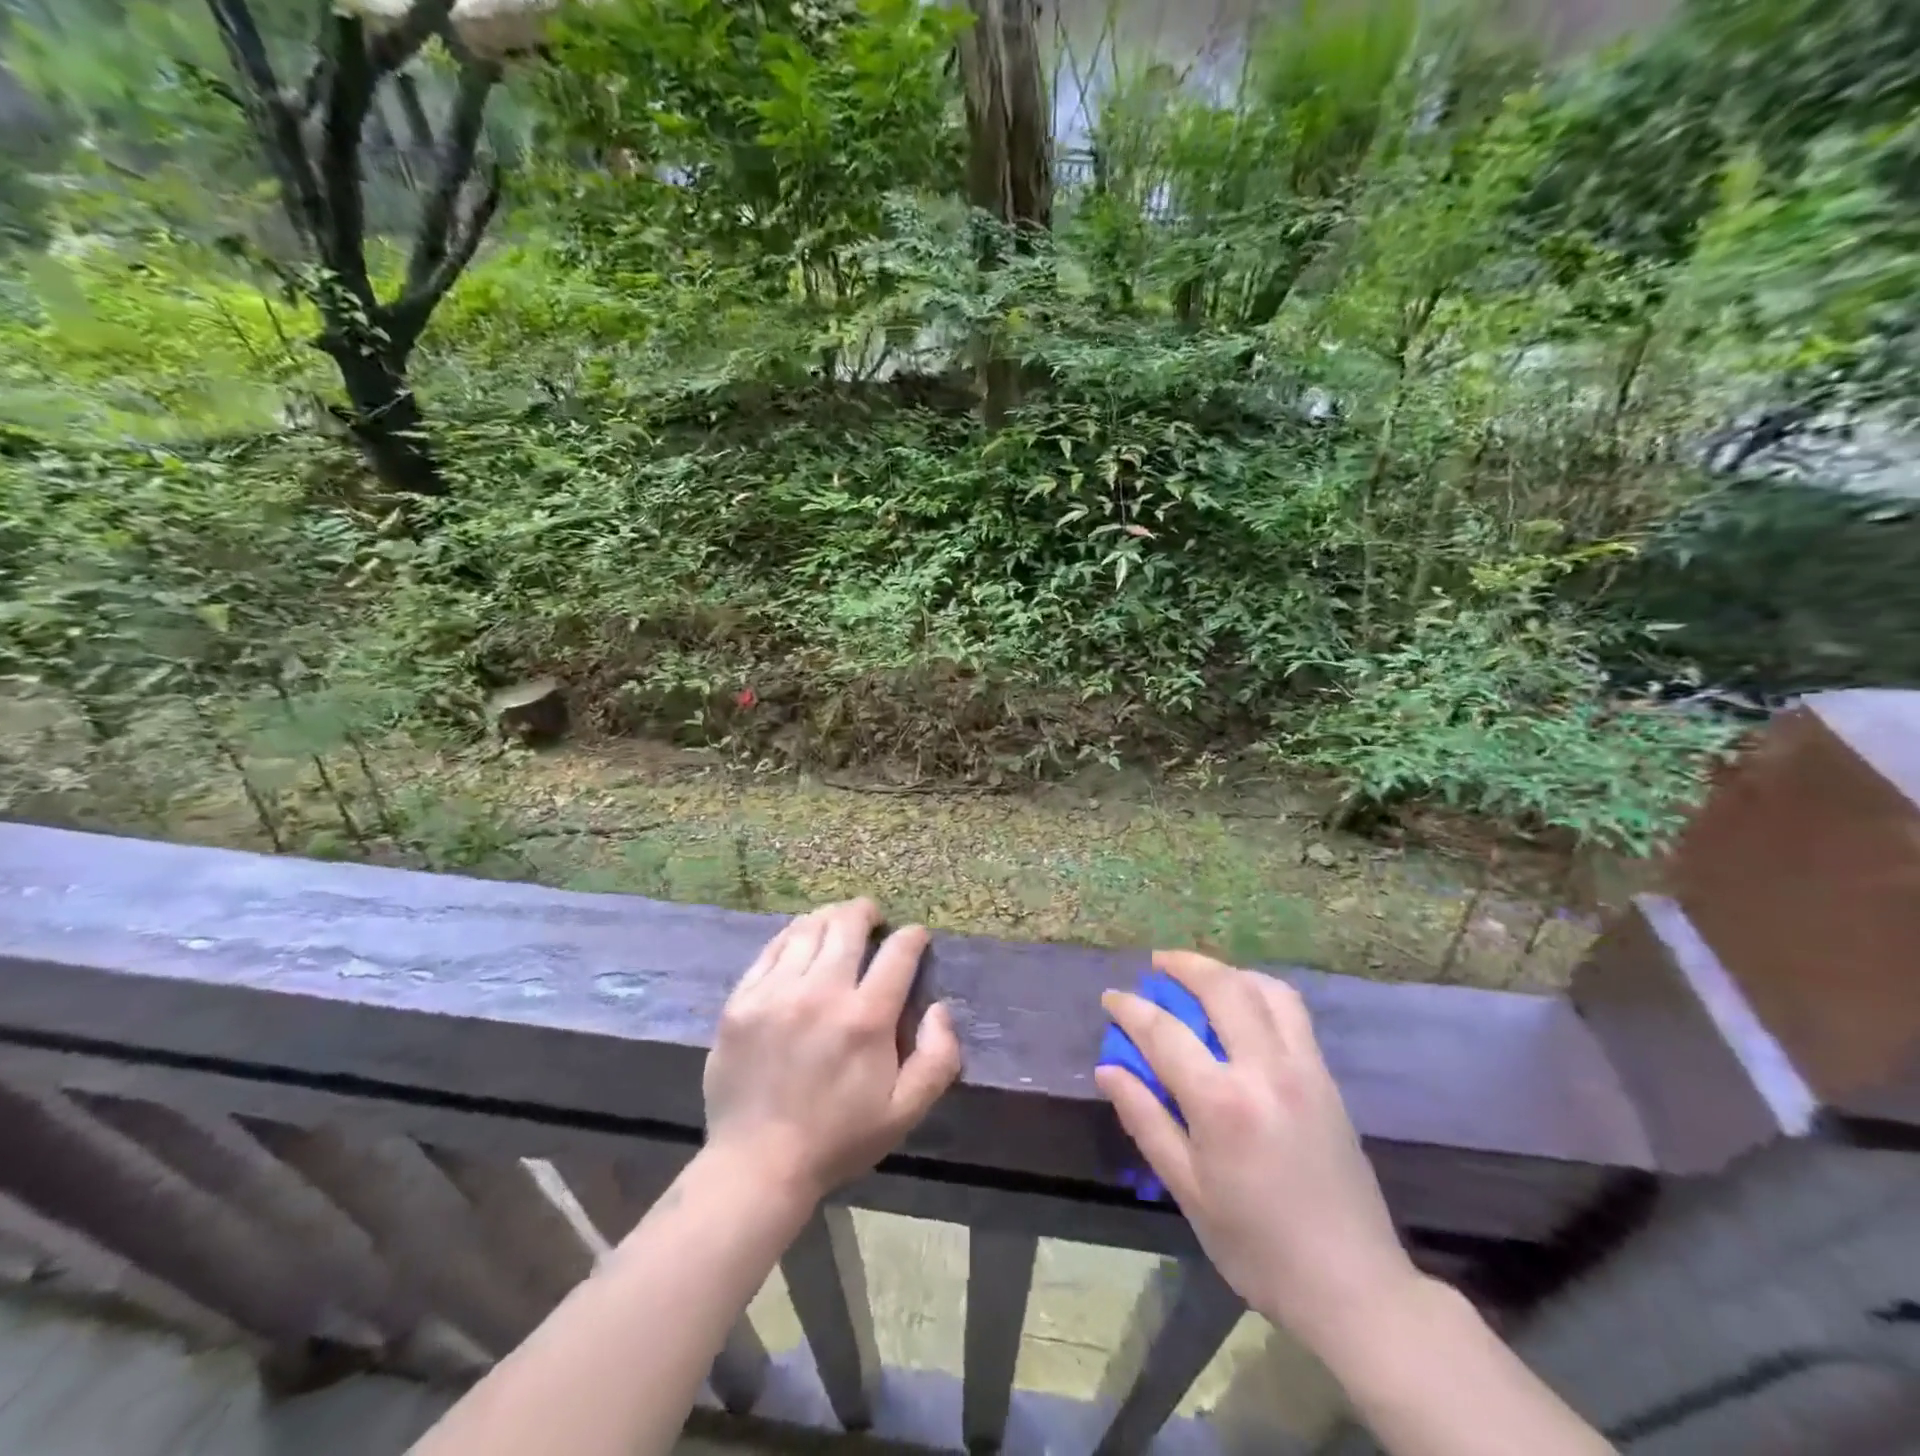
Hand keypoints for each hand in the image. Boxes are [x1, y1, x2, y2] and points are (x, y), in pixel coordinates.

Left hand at [704, 898, 962, 1206]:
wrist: (758, 1164)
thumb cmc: (838, 1138)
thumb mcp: (905, 1111)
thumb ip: (938, 1058)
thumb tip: (940, 1008)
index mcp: (865, 1019)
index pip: (898, 952)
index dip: (913, 936)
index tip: (916, 936)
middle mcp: (821, 993)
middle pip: (847, 924)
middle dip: (866, 912)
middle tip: (872, 918)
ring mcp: (775, 993)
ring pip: (807, 929)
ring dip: (829, 918)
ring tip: (836, 924)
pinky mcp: (741, 1000)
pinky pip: (771, 949)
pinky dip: (792, 936)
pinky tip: (800, 942)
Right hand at [1095, 951, 1419, 1352]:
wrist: (1354, 1287)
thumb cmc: (1258, 1247)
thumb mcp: (1189, 1191)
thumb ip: (1146, 1120)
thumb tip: (1108, 1069)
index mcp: (1223, 1103)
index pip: (1164, 1032)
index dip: (1131, 1009)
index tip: (1111, 998)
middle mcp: (1265, 1070)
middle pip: (1222, 988)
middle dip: (1184, 965)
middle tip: (1157, 964)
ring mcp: (1304, 1068)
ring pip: (1265, 989)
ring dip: (1227, 972)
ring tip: (1201, 976)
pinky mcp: (1327, 1078)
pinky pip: (1292, 1012)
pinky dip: (1261, 991)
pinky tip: (1243, 1007)